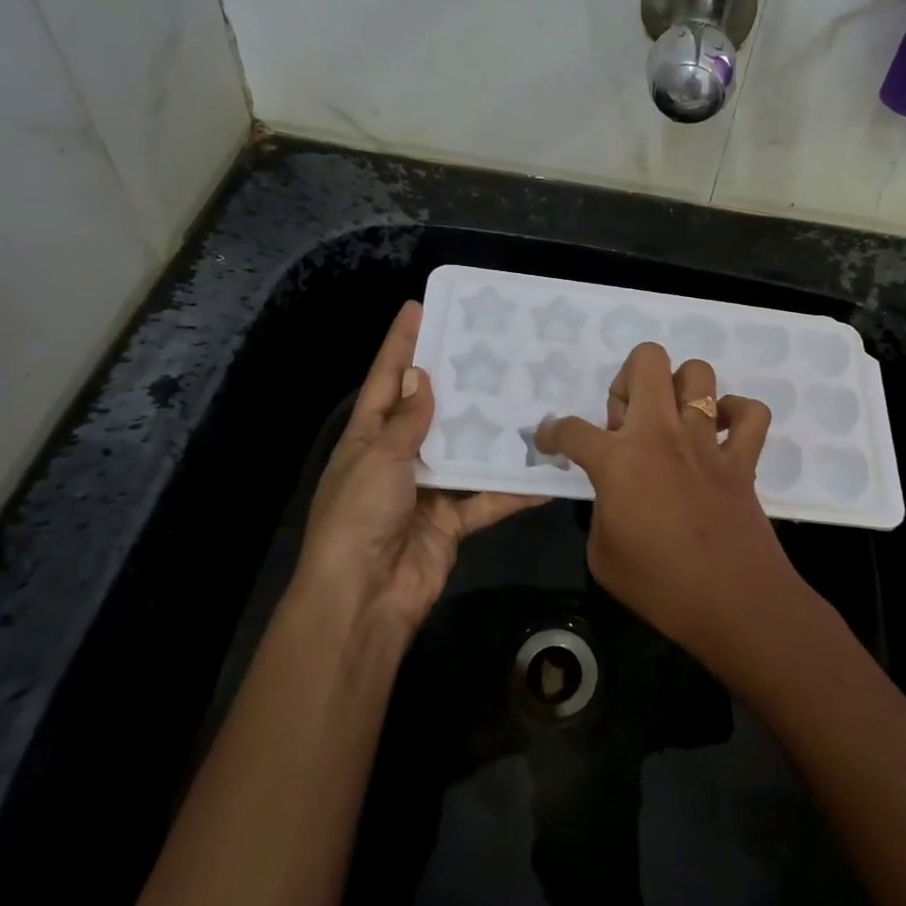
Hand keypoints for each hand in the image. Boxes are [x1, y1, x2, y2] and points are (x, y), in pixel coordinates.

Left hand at [295, 301, 540, 632]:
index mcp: (368, 438)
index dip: (400, 344)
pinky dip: (514, 490)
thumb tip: (419, 378)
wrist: (364, 598)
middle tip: (492, 348)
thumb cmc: (359, 517)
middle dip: (457, 382)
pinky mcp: (453, 521)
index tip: (420, 307)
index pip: (385, 380)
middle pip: (431, 412)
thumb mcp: (379, 459)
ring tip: (528, 398)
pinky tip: (546, 474)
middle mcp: (398, 458)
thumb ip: (405, 421)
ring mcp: (428, 490)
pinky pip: (487, 498)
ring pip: (466, 452)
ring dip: (492, 434)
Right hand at [535, 343, 793, 660]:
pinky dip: (737, 414)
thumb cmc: (658, 586)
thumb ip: (601, 509)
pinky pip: (750, 413)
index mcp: (618, 460)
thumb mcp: (602, 554)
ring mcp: (706, 441)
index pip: (570, 429)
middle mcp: (661, 435)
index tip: (551, 440)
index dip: (552, 433)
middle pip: (646, 361)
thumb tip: (614, 494)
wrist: (733, 604)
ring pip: (698, 373)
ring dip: (678, 388)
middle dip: (626, 379)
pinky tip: (720, 434)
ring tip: (670, 422)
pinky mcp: (742, 458)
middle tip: (625, 421)